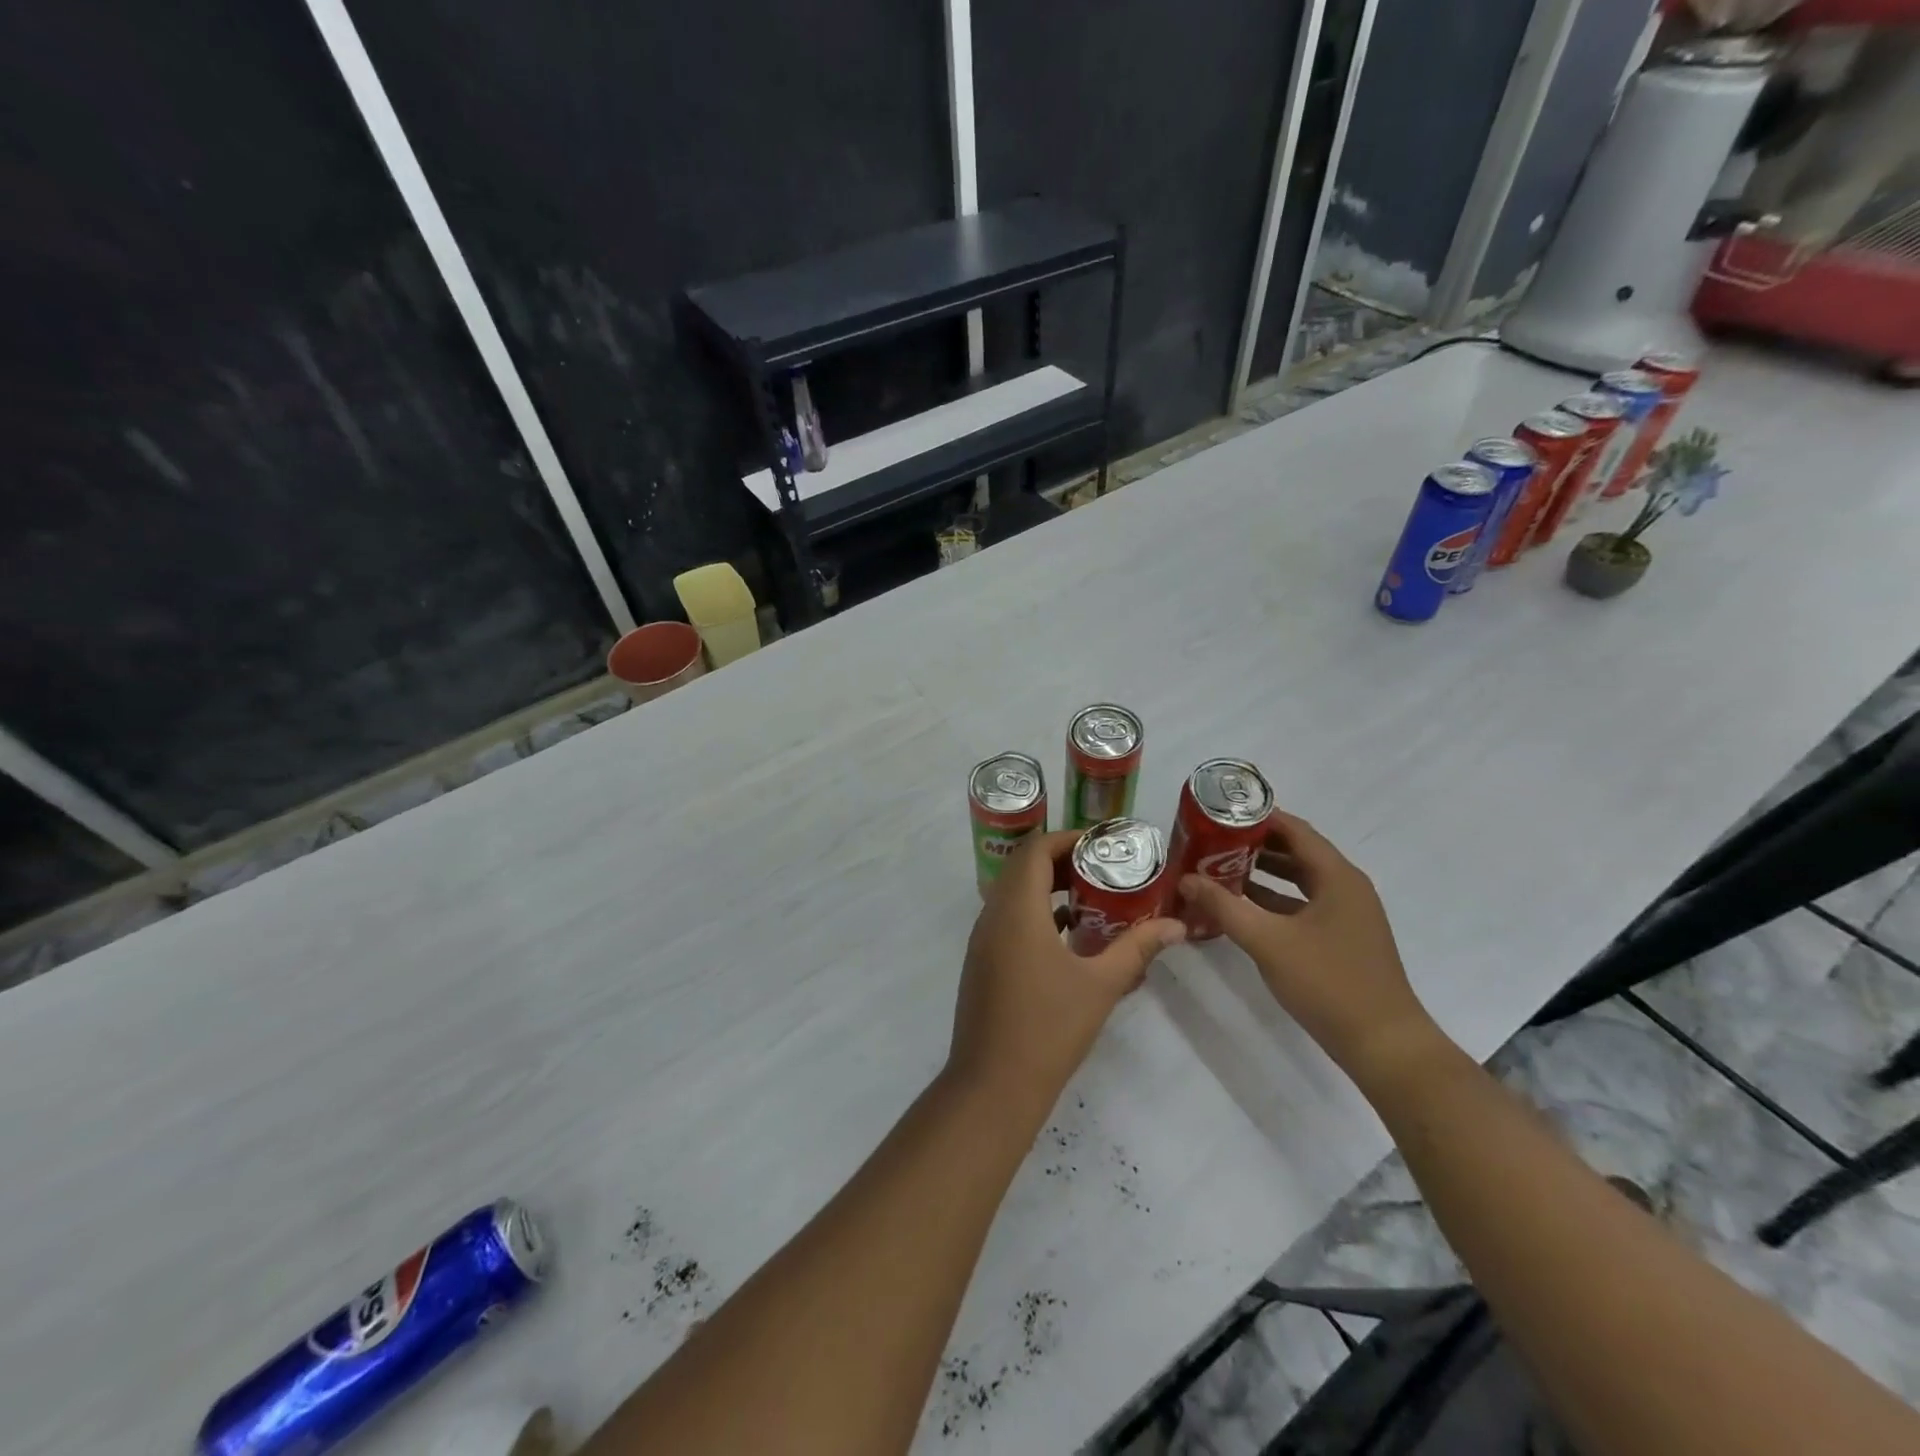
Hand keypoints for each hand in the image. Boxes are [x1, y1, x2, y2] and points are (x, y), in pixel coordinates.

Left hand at [949, 830, 1184, 1115]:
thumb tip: (1177, 927)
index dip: (1068, 839)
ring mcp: (983, 941)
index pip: (1035, 850)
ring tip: (1095, 898)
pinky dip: (1038, 915)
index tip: (1104, 845)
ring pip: (1014, 895)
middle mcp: (993, 916)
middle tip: (1105, 869)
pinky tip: (1071, 937)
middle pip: (1024, 868)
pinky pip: (1009, 920)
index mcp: (1017, 910)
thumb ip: (1137, 948)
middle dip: (1064, 862)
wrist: (992, 1086)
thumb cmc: (1049, 1029)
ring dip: (1050, 888)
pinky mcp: (983, 962)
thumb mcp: (1101, 985)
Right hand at [1180, 810, 1436, 1078]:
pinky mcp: (1341, 939)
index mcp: (1337, 876)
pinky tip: (1241, 908)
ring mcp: (1346, 915)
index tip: (1219, 814)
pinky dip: (1273, 901)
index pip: (1294, 829)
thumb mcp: (1267, 941)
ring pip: (1298, 880)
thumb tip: (1186, 879)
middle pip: (1296, 852)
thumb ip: (1224, 906)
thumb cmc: (1328, 983)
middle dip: (1253, 845)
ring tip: (1218, 868)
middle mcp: (1345, 887)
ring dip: (1261, 873)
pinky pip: (1302, 906)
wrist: (1383, 1045)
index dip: (1257, 818)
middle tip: (1210, 841)